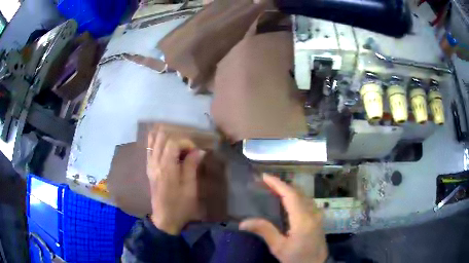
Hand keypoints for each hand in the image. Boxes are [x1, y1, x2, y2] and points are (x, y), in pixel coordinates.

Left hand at [146, 129, 205, 234]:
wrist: (164, 218)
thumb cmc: (180, 205)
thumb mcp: (190, 188)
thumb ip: (192, 166)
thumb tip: (199, 150)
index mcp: (166, 168)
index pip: (173, 142)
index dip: (186, 142)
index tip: (195, 152)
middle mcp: (155, 162)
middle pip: (161, 137)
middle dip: (176, 138)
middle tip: (187, 149)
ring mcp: (150, 164)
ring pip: (153, 140)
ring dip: (166, 138)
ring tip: (178, 146)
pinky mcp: (148, 168)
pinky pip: (149, 148)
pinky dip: (157, 142)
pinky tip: (167, 147)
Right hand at [239, 174, 327, 262]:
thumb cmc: (297, 258)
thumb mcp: (279, 247)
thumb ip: (265, 231)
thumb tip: (244, 222)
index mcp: (302, 219)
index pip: (290, 195)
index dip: (277, 184)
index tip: (264, 176)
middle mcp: (312, 213)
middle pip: (298, 192)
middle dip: (282, 184)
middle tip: (266, 182)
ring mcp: (317, 215)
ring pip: (304, 195)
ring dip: (289, 189)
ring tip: (275, 188)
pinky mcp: (318, 219)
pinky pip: (307, 201)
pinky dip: (296, 196)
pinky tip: (288, 200)